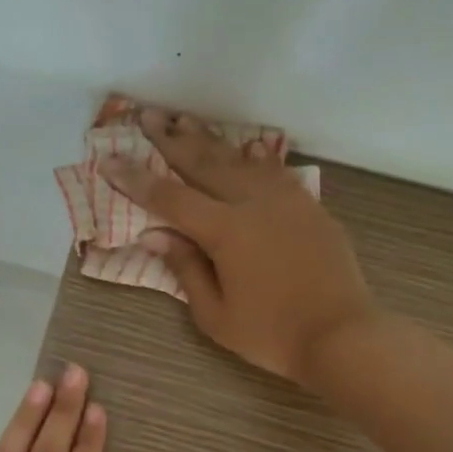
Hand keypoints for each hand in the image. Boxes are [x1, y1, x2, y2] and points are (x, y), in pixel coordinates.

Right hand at [104, 108, 375, 385]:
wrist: (342, 335)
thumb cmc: (272, 335)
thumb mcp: (215, 314)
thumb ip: (185, 268)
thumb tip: (155, 234)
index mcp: (225, 230)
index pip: (169, 198)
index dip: (136, 179)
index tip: (109, 159)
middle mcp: (253, 203)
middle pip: (204, 164)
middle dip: (171, 140)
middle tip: (147, 116)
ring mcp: (285, 200)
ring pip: (239, 160)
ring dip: (210, 140)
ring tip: (186, 120)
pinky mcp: (309, 207)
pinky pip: (276, 172)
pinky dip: (257, 157)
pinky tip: (248, 147)